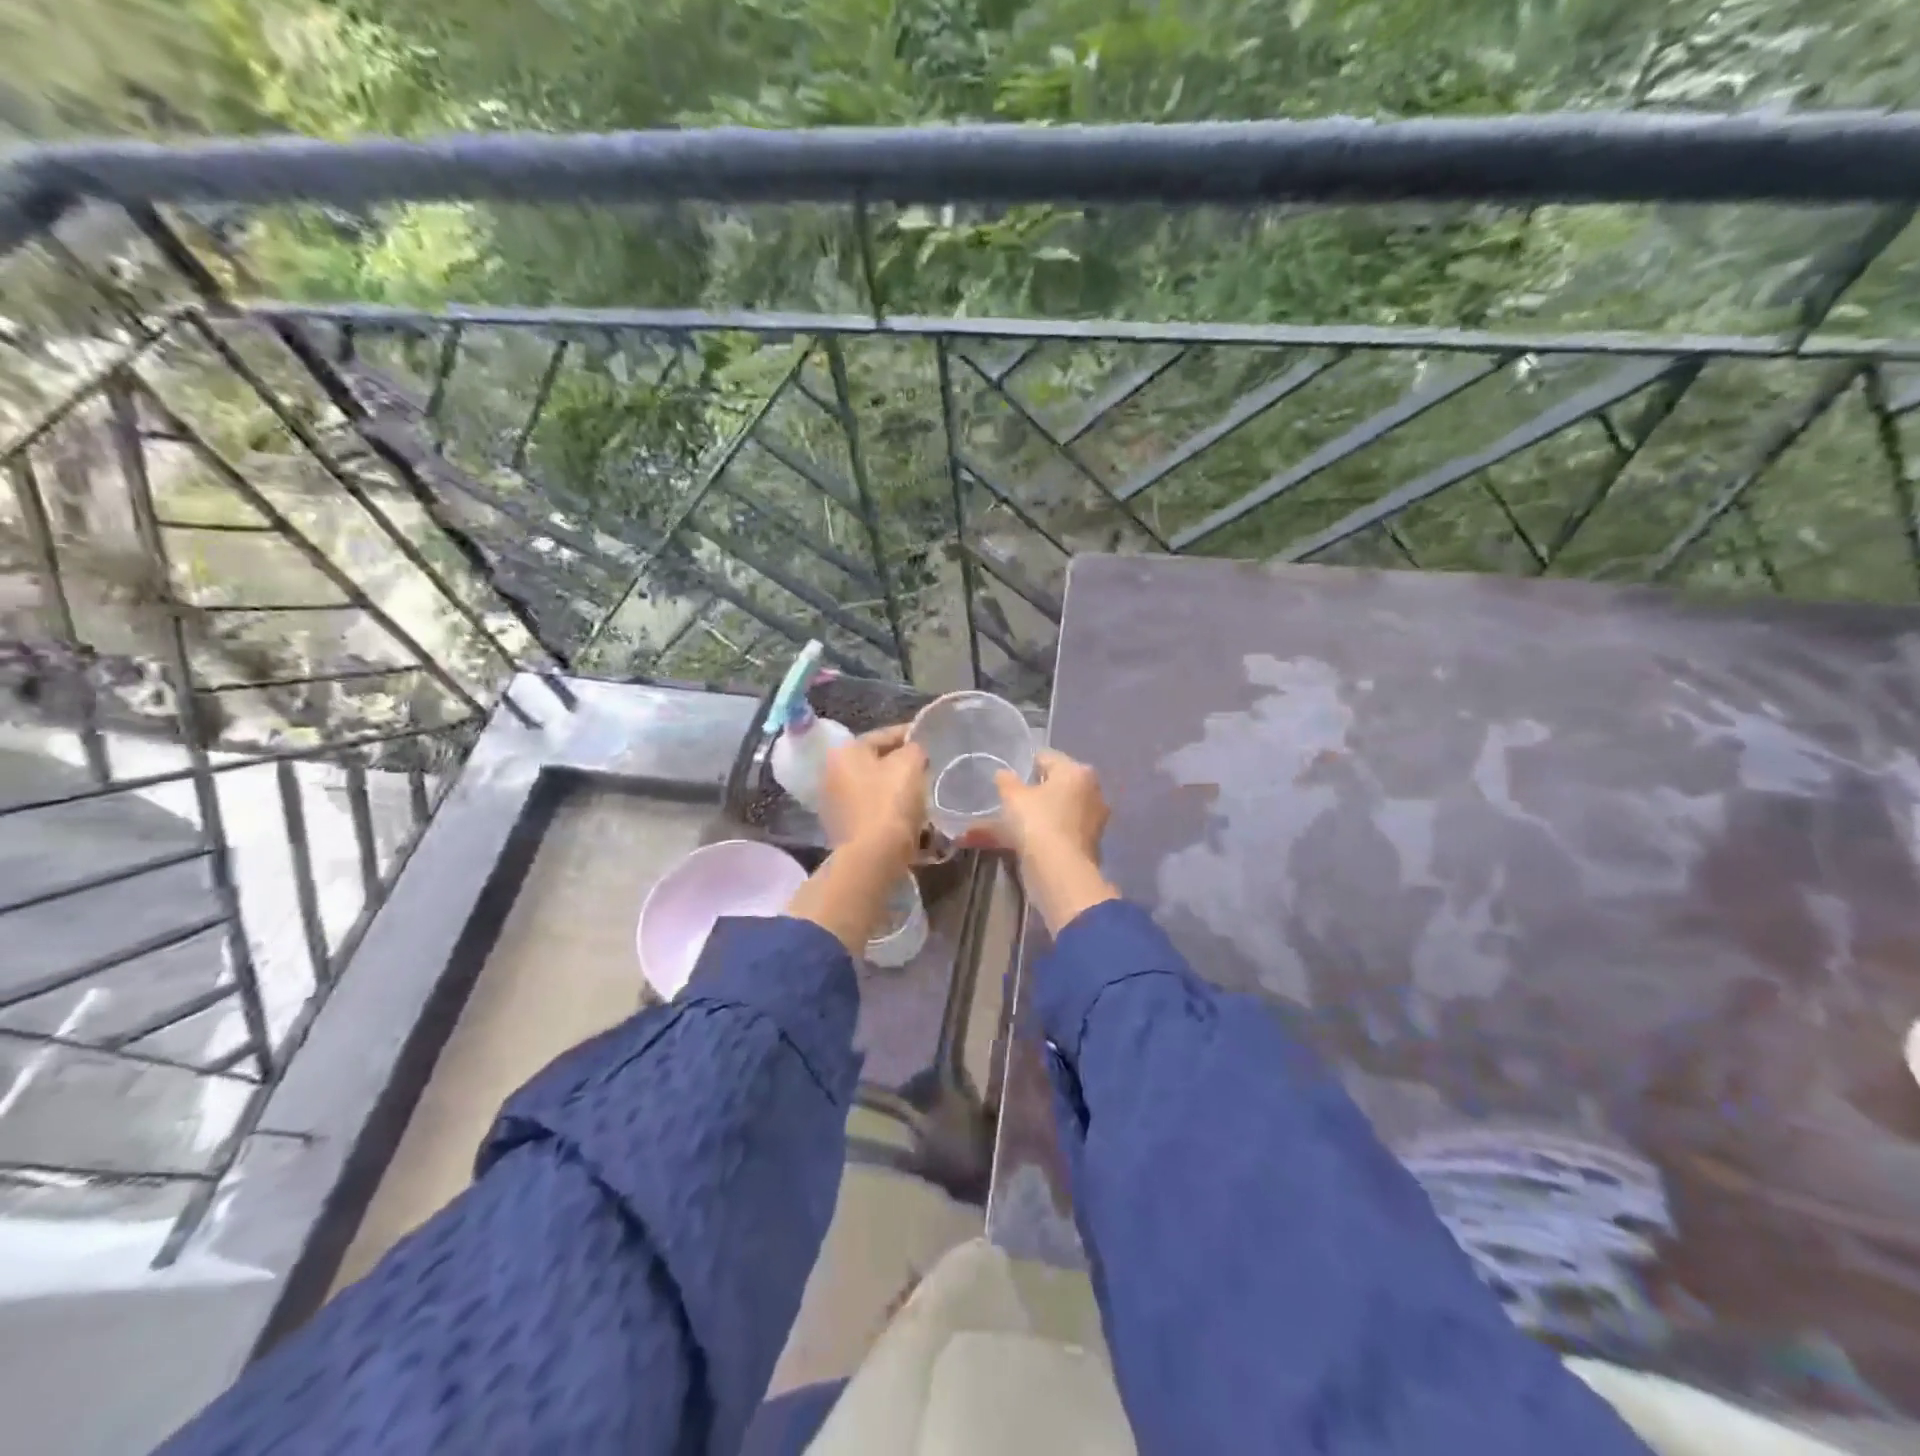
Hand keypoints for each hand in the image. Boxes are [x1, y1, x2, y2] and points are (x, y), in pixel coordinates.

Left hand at [819, 724, 927, 856]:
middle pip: (875, 763)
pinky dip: (889, 810)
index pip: (883, 735)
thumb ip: (914, 749)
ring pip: (874, 788)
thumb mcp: (910, 764)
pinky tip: (909, 816)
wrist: (874, 857)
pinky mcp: (843, 830)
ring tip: (922, 792)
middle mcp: (832, 774)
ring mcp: (834, 804)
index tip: (931, 740)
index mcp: (844, 752)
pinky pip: (872, 811)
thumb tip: (913, 752)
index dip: (910, 735)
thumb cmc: (890, 802)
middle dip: (901, 764)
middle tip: (928, 767)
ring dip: (895, 789)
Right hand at [994, 750, 1118, 934]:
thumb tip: (1003, 774)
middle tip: (1005, 802)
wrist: (1060, 872)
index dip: (1025, 765)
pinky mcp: (1085, 845)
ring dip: (1027, 820)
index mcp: (1077, 772)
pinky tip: (1012, 845)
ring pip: (1051, 814)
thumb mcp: (1013, 797)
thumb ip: (1006, 782)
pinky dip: (1036, 837)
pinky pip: (1054, 833)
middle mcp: (1090, 792)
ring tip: (998, 828)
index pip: (1047, 758)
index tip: (1008, 779)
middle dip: (1027, 796)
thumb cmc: (1038, 822)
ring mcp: (1091, 821)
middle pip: (1053, 787)